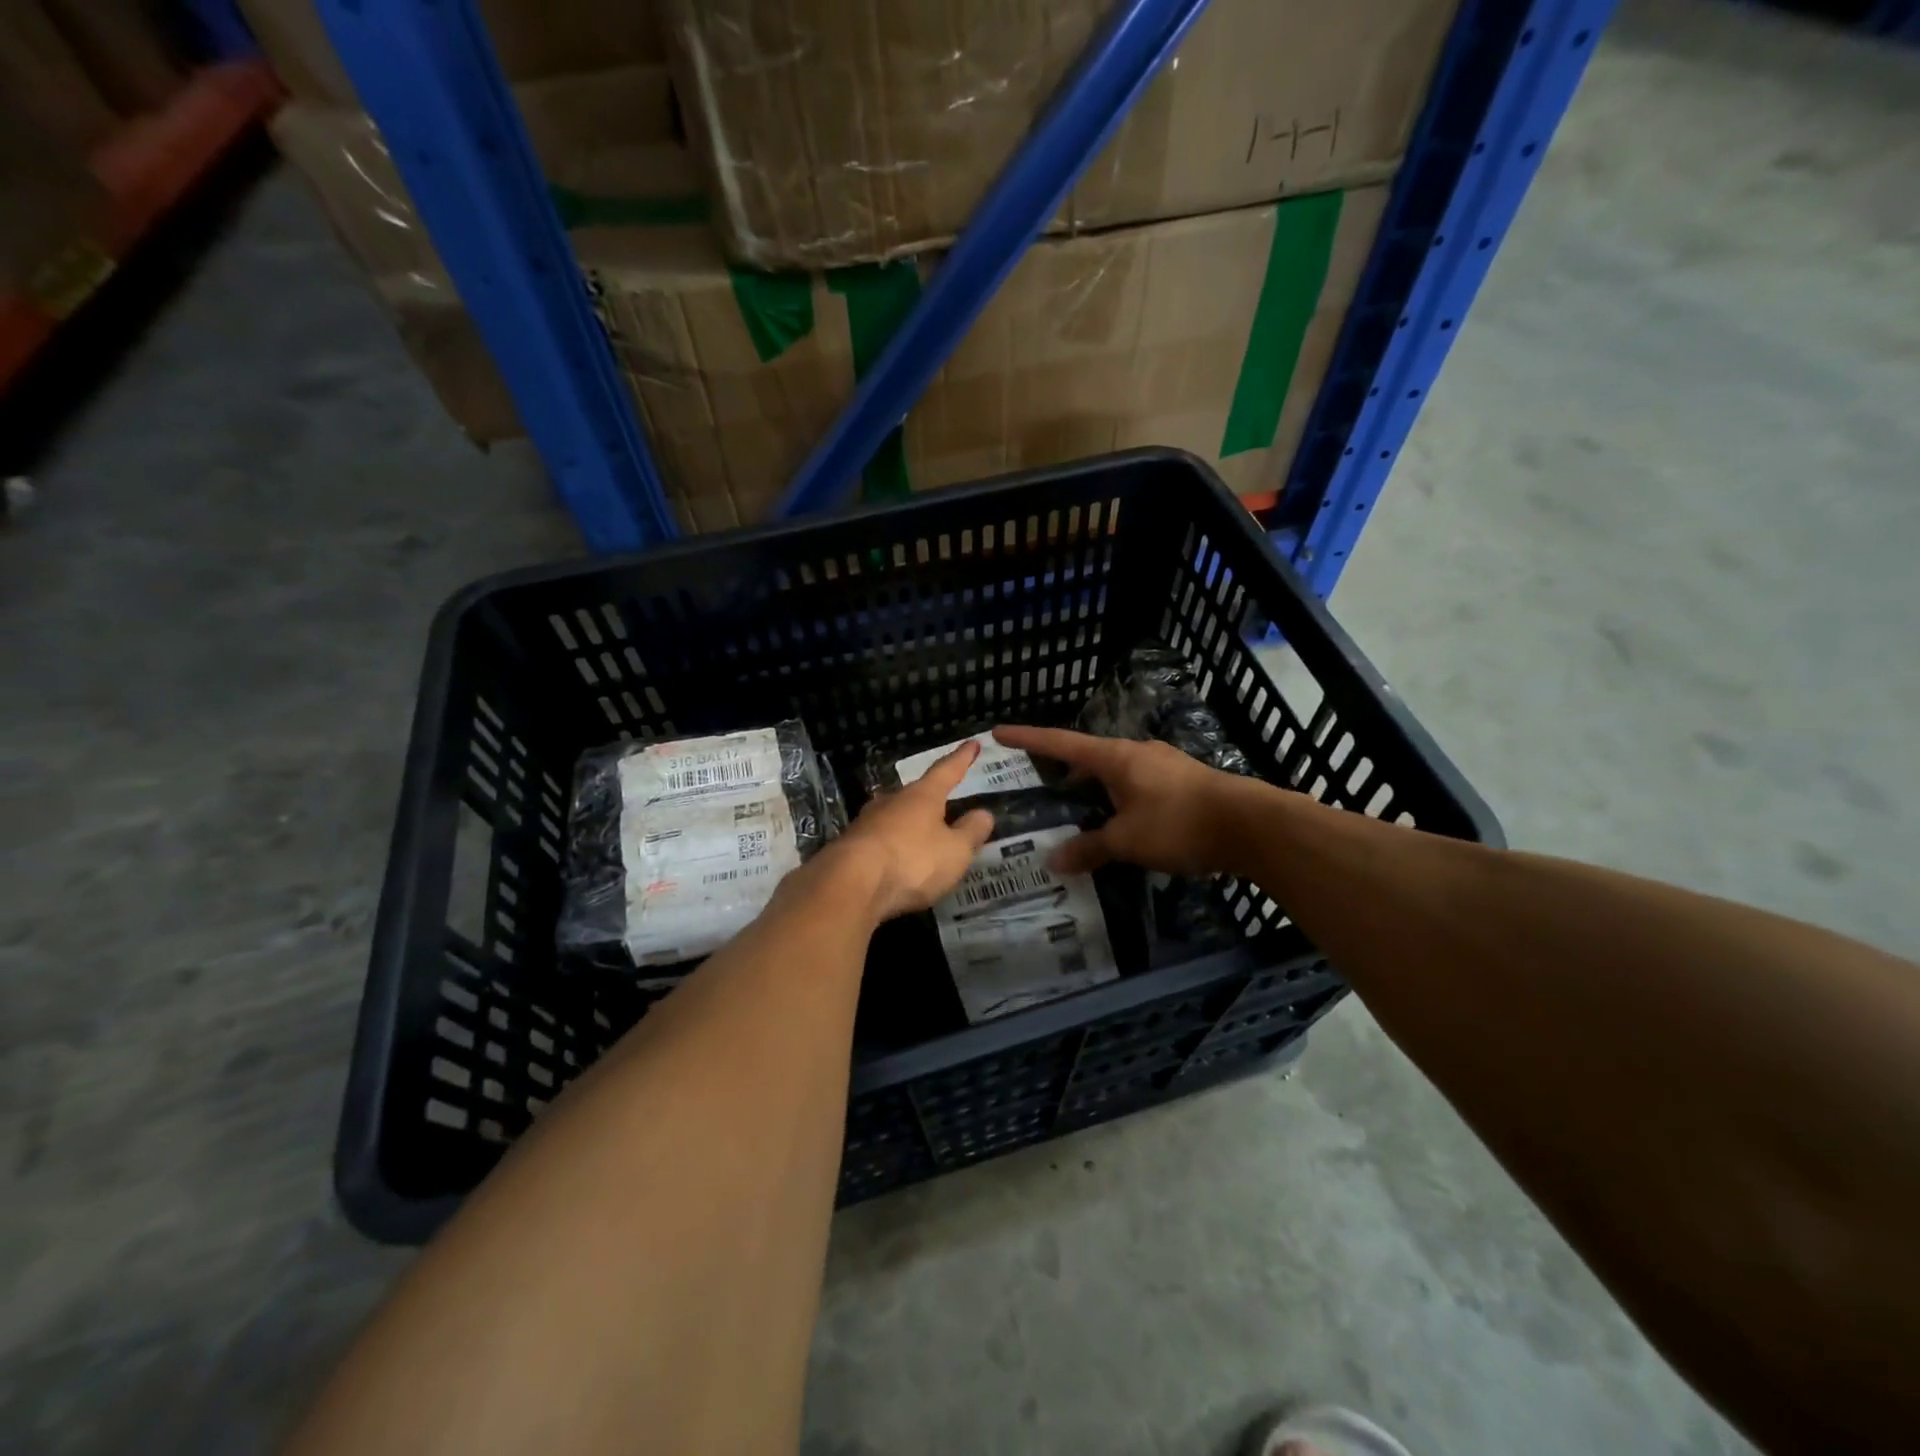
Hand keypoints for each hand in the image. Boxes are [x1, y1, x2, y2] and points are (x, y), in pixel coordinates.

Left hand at [815, 742, 995, 921]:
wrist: (850, 885)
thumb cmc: (912, 861)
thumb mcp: (955, 851)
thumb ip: (970, 832)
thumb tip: (984, 813)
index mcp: (922, 796)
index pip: (947, 771)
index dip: (961, 758)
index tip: (972, 744)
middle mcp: (892, 801)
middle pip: (916, 794)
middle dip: (930, 799)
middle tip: (944, 804)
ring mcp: (867, 823)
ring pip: (894, 817)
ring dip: (908, 825)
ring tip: (921, 836)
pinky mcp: (850, 847)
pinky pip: (879, 841)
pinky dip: (892, 848)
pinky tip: (896, 860)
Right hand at [993, 726, 1247, 876]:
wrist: (1251, 825)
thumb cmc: (1179, 823)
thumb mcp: (1127, 841)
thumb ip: (1089, 848)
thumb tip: (1054, 860)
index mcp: (1115, 757)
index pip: (1061, 743)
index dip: (1029, 738)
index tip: (999, 732)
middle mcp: (1136, 753)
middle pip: (1089, 757)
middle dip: (1063, 771)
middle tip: (1040, 787)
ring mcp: (1163, 765)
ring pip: (1115, 774)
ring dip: (1094, 790)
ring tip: (1078, 812)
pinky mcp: (1183, 782)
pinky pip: (1138, 787)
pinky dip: (1119, 800)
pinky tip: (1120, 823)